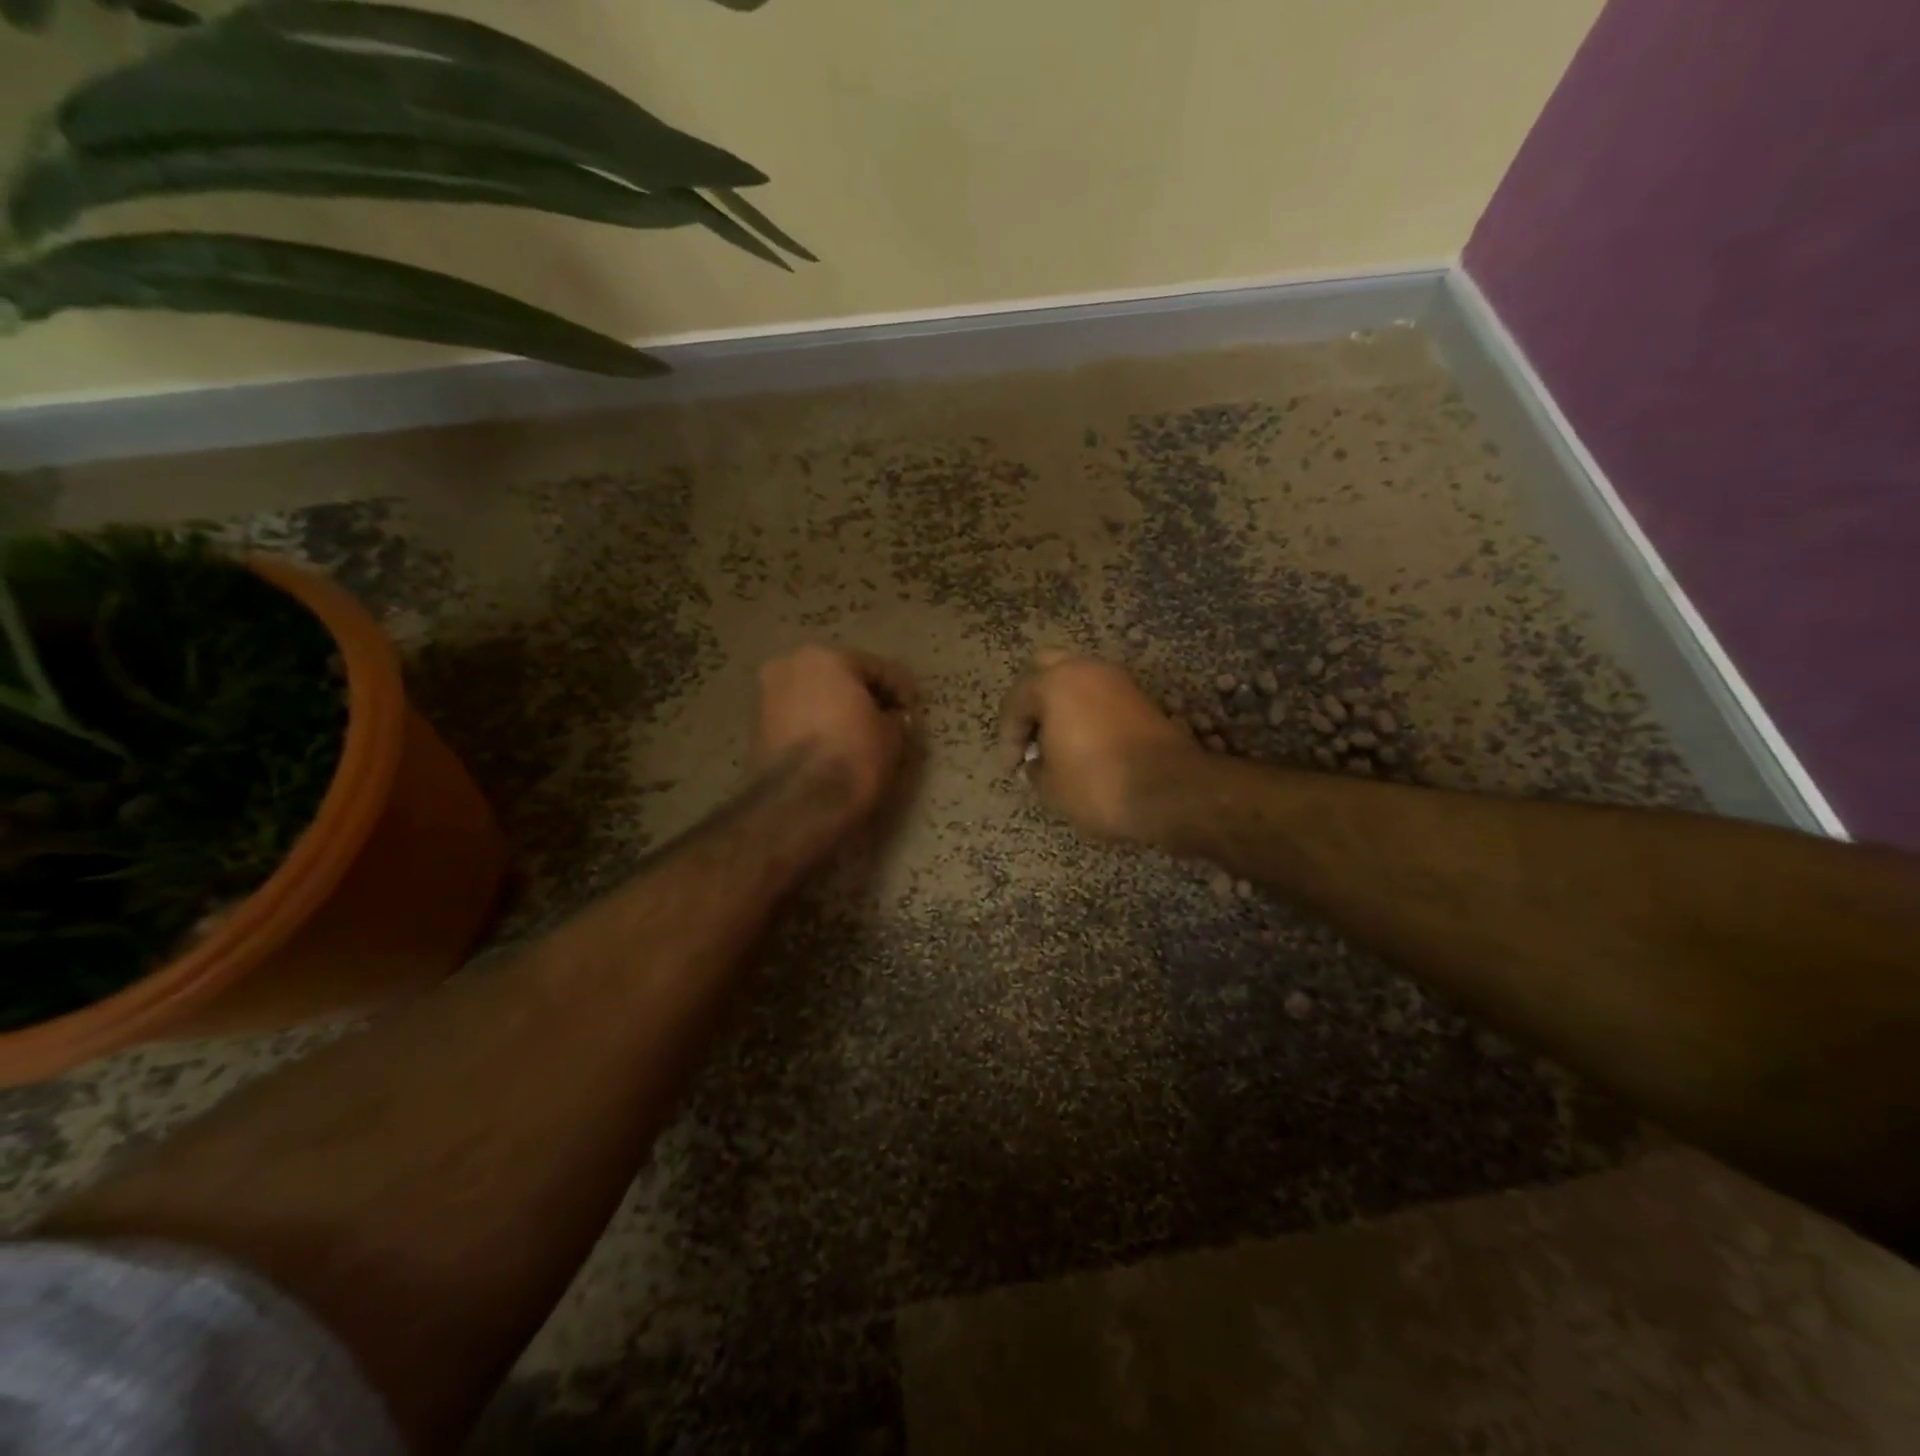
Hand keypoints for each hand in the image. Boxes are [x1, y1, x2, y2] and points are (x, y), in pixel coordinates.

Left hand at [751, 645, 917, 828]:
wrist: (797, 804)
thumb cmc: (853, 757)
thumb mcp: (892, 736)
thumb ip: (896, 718)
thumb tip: (892, 718)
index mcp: (826, 657)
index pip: (878, 668)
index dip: (902, 691)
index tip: (913, 713)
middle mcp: (791, 665)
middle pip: (841, 677)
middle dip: (865, 697)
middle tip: (888, 723)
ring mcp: (768, 694)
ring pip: (817, 697)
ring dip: (839, 711)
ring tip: (862, 738)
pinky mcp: (757, 726)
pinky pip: (800, 718)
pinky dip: (818, 727)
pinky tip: (835, 748)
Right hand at [999, 650, 1202, 841]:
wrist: (1171, 792)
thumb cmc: (1097, 784)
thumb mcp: (1050, 785)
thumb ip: (1035, 768)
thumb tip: (1038, 762)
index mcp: (1055, 683)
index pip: (1016, 701)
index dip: (1008, 735)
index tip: (1012, 766)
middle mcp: (1087, 670)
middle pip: (1046, 670)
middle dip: (1032, 701)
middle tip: (1029, 735)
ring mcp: (1119, 681)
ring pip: (1078, 680)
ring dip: (1062, 704)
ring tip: (1056, 742)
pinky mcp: (1142, 698)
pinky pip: (1101, 697)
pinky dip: (1087, 713)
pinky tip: (1084, 744)